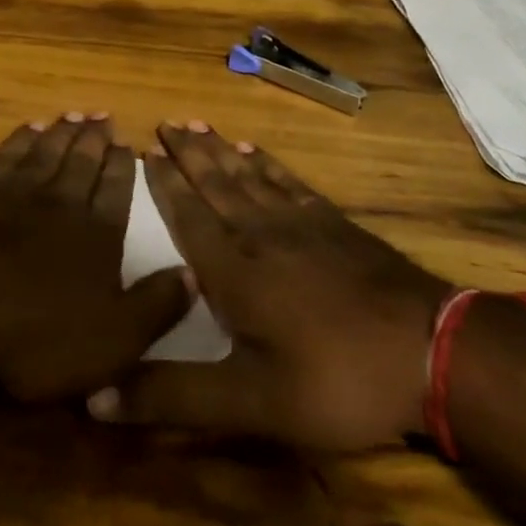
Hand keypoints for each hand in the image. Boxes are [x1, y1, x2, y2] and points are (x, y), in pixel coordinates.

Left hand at [0, 114, 193, 402]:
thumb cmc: (33, 334)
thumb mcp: (111, 341)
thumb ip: (155, 307)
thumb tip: (193, 274)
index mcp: (96, 235)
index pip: (117, 191)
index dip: (124, 168)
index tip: (129, 144)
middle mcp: (60, 202)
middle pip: (82, 162)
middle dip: (95, 139)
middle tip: (104, 115)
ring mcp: (14, 191)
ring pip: (46, 151)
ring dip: (62, 133)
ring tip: (74, 115)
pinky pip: (6, 154)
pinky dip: (21, 139)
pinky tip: (28, 129)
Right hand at [89, 123, 449, 450]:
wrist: (430, 351)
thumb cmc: (334, 379)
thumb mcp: (249, 403)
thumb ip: (173, 397)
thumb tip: (94, 399)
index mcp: (232, 272)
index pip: (188, 217)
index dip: (165, 185)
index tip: (144, 152)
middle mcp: (259, 235)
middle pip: (215, 184)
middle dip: (187, 154)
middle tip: (166, 122)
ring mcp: (301, 224)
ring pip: (248, 176)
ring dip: (220, 151)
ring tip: (198, 125)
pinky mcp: (334, 223)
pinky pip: (289, 182)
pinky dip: (268, 164)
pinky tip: (256, 152)